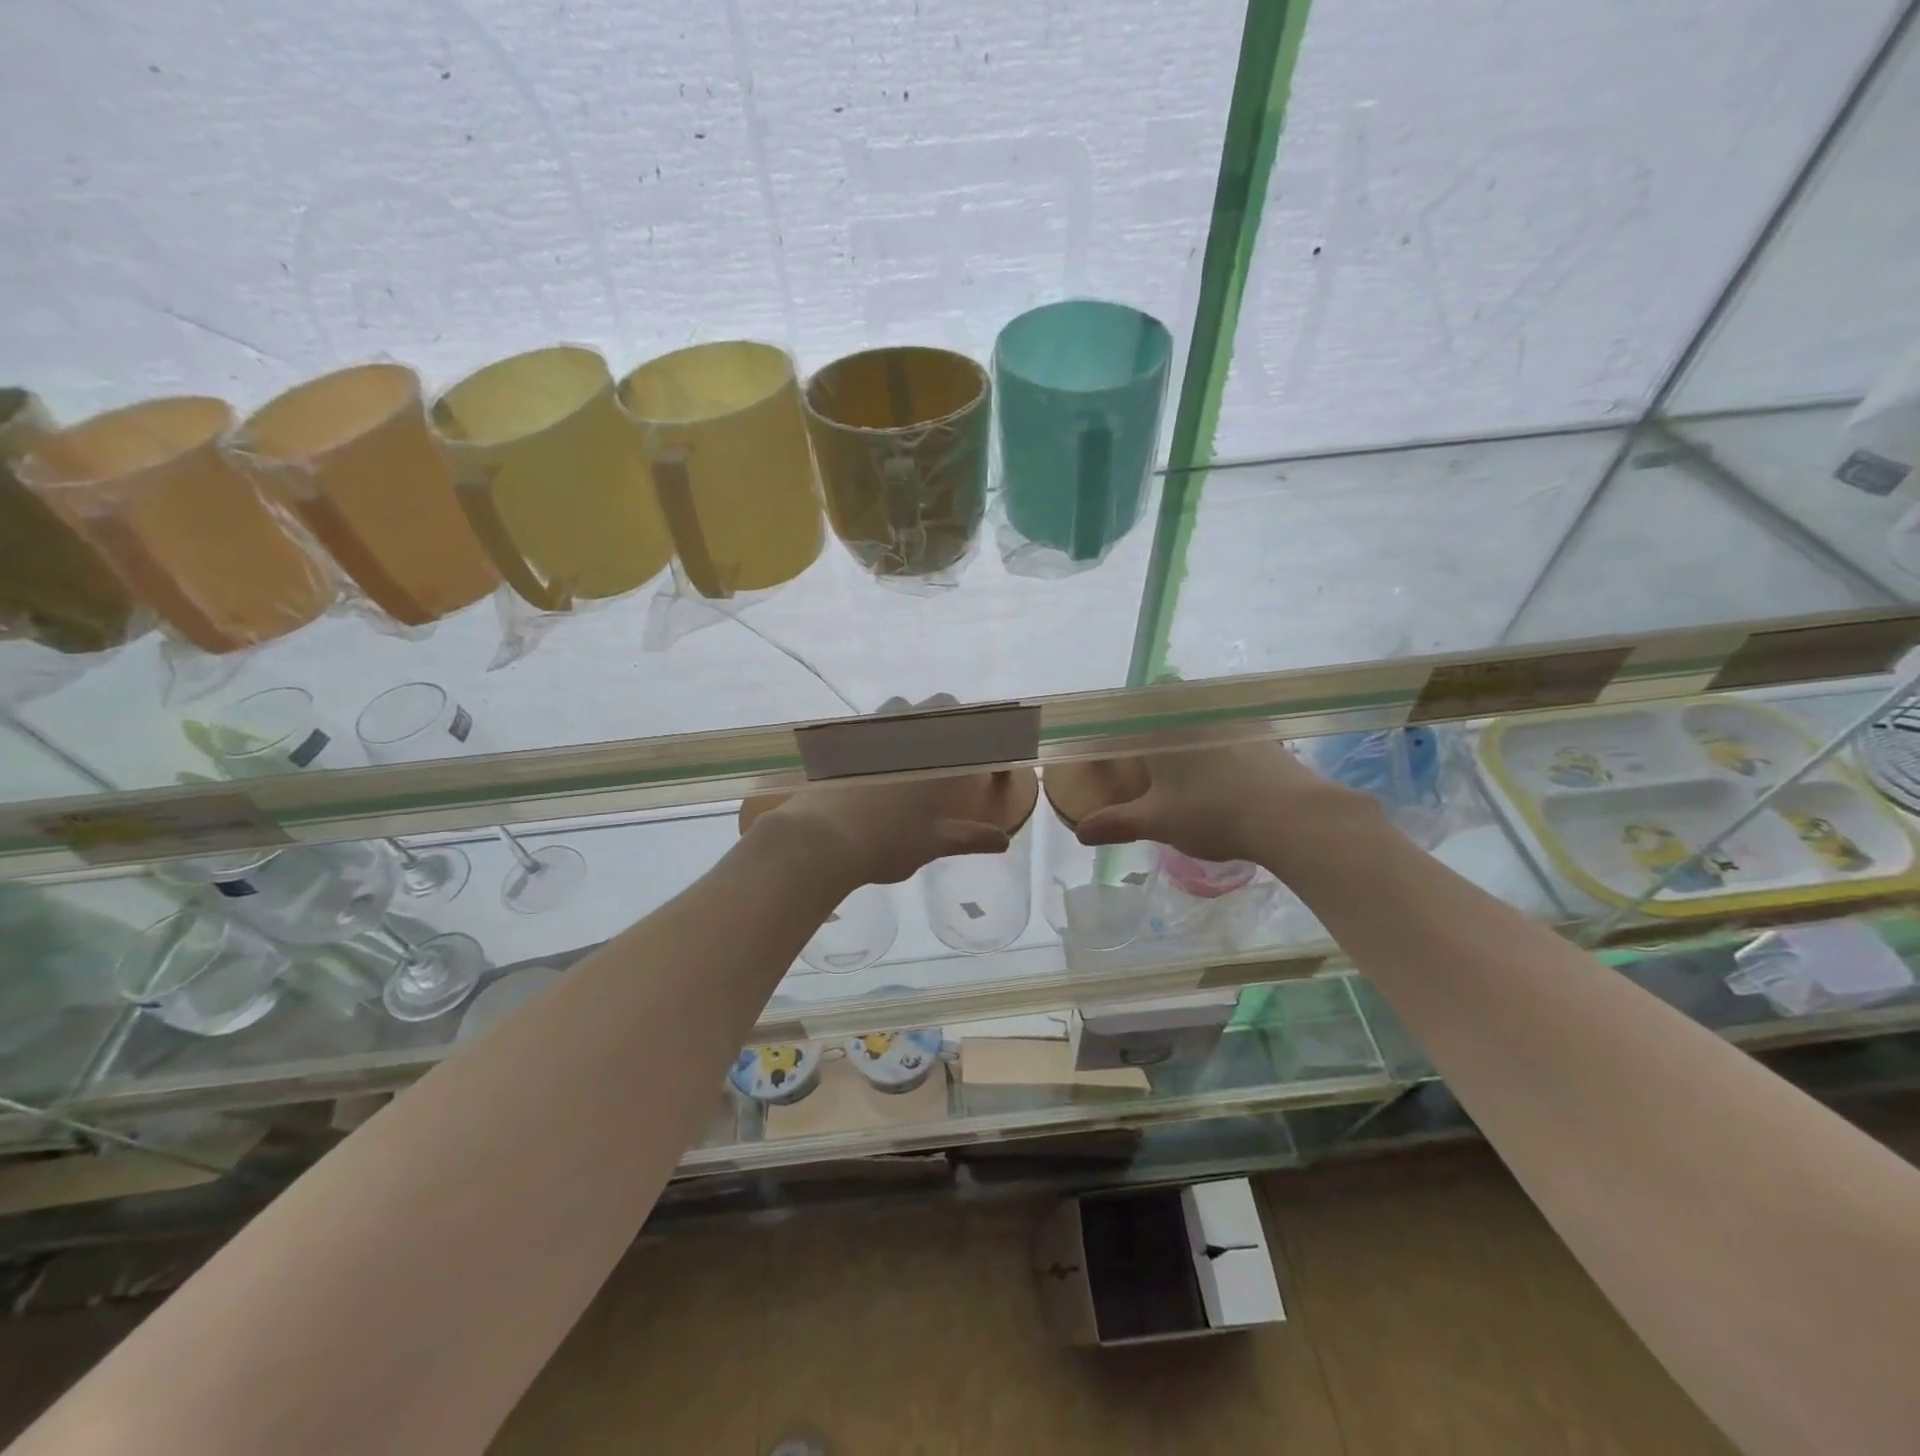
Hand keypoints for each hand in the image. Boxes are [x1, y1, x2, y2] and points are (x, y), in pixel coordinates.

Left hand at [745, 697, 1011, 889]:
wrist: (821, 839)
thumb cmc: (887, 841)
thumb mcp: (933, 843)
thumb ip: (970, 837)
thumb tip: (1003, 841)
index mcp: (941, 751)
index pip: (977, 728)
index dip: (989, 736)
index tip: (989, 755)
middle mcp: (911, 729)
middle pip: (943, 704)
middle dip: (952, 720)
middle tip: (950, 752)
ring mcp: (874, 727)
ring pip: (902, 706)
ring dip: (913, 719)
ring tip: (909, 752)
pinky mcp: (844, 736)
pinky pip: (870, 722)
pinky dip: (879, 733)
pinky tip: (873, 763)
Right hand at [1074, 737, 1361, 865]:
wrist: (1291, 817)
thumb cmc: (1212, 812)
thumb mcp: (1157, 822)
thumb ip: (1116, 823)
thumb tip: (1081, 832)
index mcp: (1162, 725)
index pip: (1127, 712)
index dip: (1115, 727)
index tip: (1109, 749)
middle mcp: (1195, 711)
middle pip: (1165, 701)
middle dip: (1153, 719)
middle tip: (1146, 754)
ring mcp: (1233, 719)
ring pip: (1200, 712)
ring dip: (1187, 730)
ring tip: (1182, 765)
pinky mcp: (1263, 733)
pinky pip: (1228, 728)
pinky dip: (1217, 743)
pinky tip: (1221, 773)